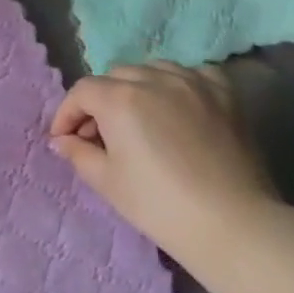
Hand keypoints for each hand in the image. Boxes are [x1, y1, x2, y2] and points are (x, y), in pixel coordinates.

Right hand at [49, 62, 279, 259]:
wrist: (231, 222)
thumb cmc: (158, 205)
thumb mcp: (106, 181)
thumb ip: (78, 153)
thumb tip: (63, 140)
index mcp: (120, 99)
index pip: (82, 92)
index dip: (67, 114)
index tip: (64, 139)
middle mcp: (155, 79)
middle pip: (115, 76)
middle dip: (99, 101)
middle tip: (99, 135)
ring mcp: (194, 82)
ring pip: (153, 70)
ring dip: (136, 88)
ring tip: (138, 119)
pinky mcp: (225, 94)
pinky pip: (193, 74)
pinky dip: (177, 85)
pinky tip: (178, 107)